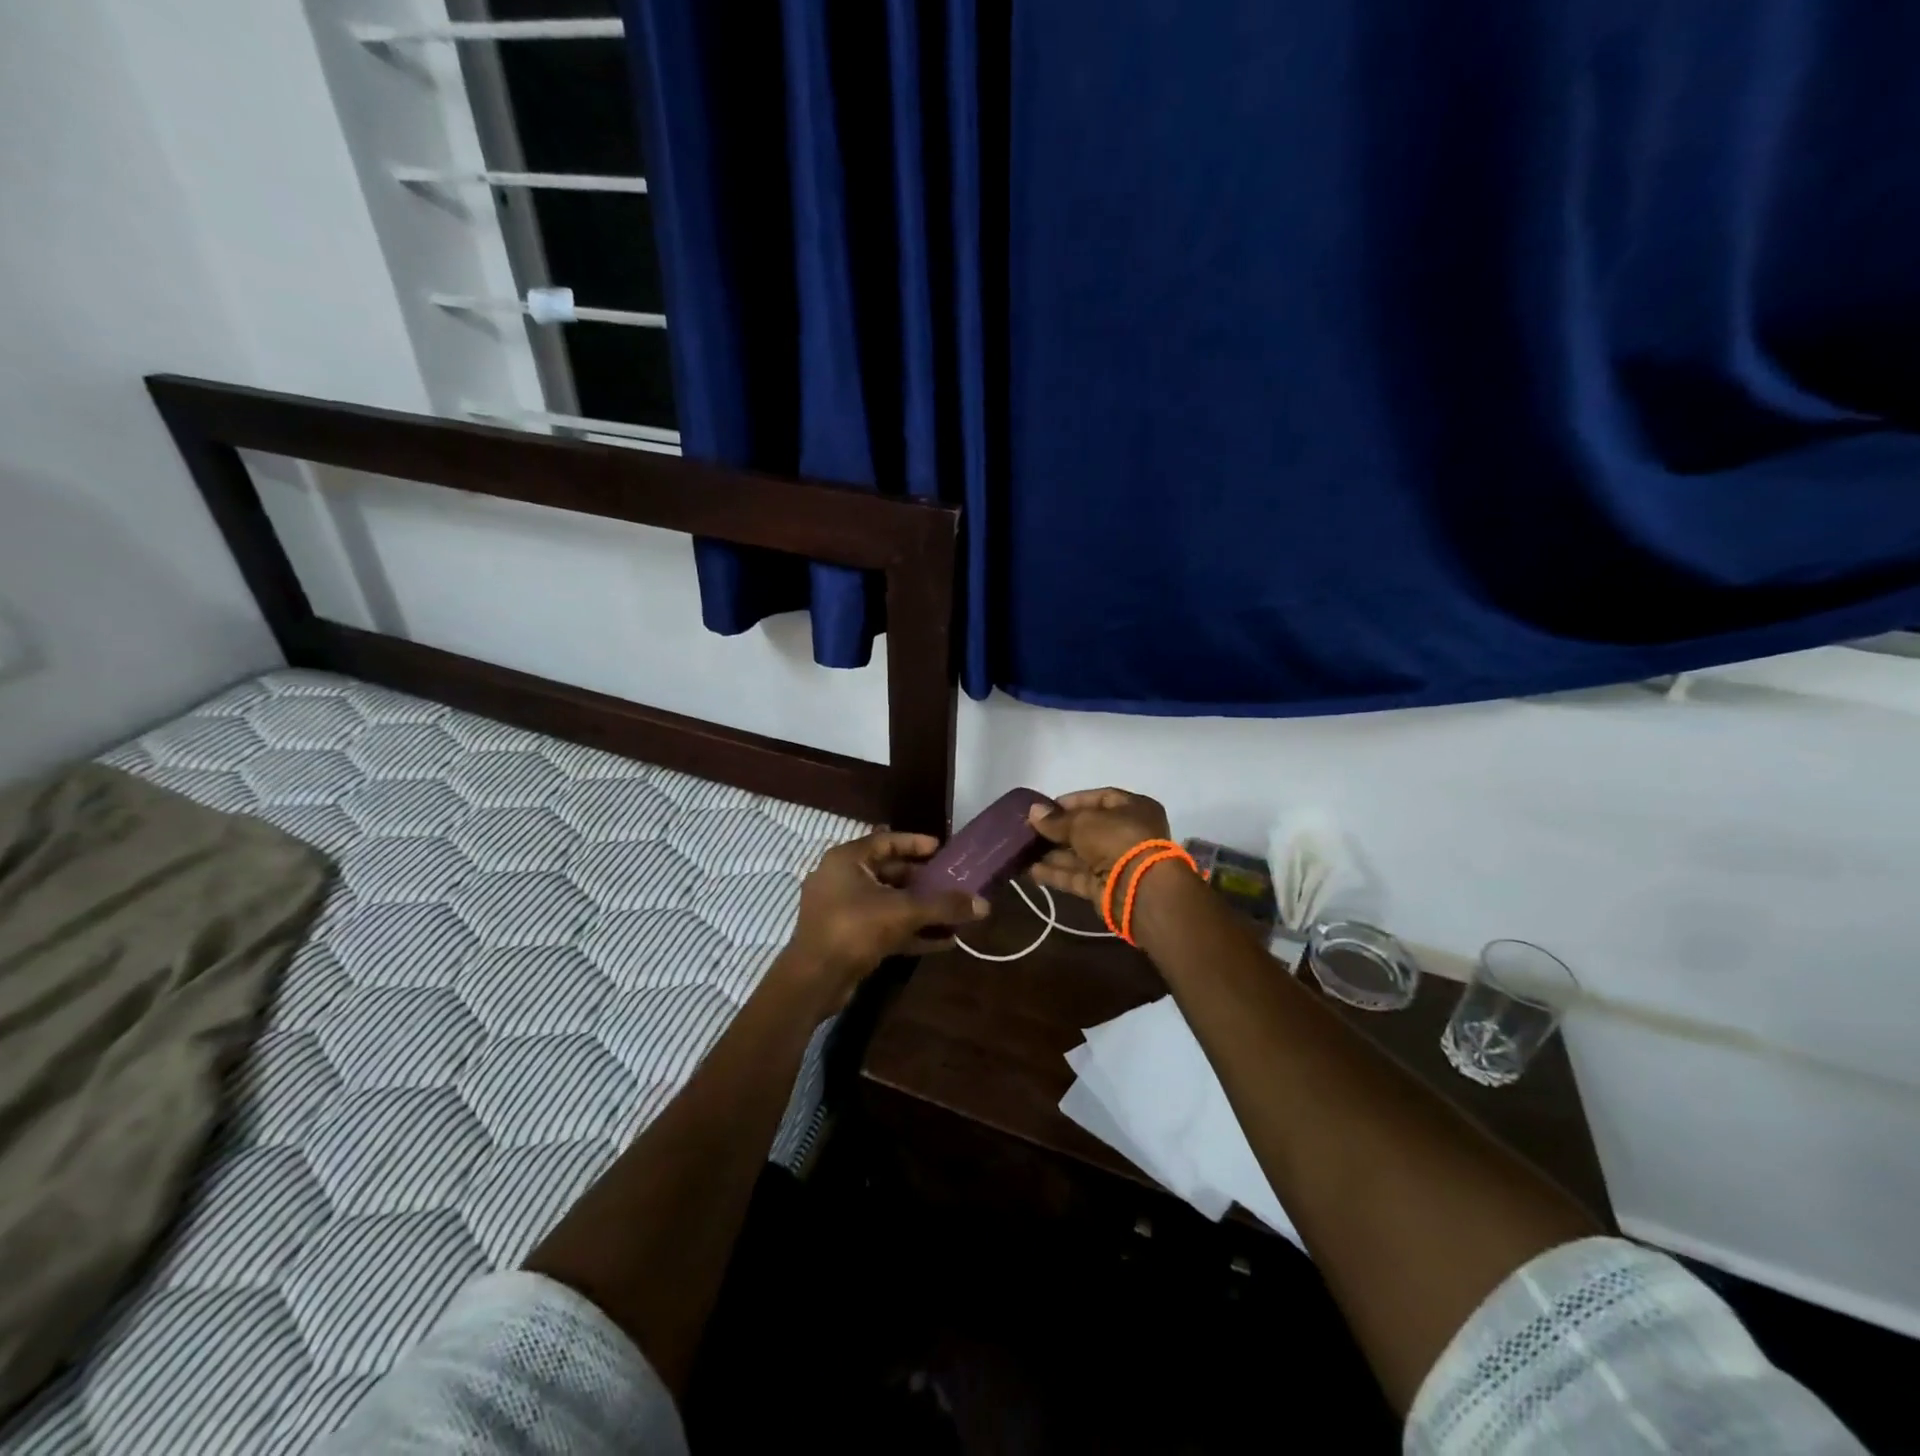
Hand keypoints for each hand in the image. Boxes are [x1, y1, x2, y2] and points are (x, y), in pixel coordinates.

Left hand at [788, 832, 988, 995]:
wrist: (814, 980)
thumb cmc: (855, 929)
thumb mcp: (904, 912)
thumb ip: (944, 905)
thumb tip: (984, 905)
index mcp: (846, 860)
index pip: (885, 841)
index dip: (915, 843)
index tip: (941, 849)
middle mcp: (841, 879)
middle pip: (889, 873)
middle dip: (923, 881)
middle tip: (952, 884)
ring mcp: (841, 910)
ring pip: (888, 903)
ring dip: (920, 910)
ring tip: (954, 915)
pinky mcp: (847, 938)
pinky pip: (883, 927)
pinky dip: (909, 931)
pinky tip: (942, 942)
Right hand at [1027, 788, 1172, 902]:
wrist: (1141, 889)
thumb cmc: (1117, 839)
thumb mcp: (1083, 822)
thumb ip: (1056, 820)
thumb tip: (1033, 812)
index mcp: (1133, 809)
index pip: (1099, 798)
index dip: (1071, 802)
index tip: (1044, 808)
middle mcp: (1127, 833)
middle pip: (1087, 829)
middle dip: (1057, 830)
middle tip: (1028, 830)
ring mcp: (1117, 862)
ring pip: (1079, 855)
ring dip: (1052, 853)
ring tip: (1022, 850)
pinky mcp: (1105, 887)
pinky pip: (1077, 876)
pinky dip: (1055, 873)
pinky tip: (1030, 870)